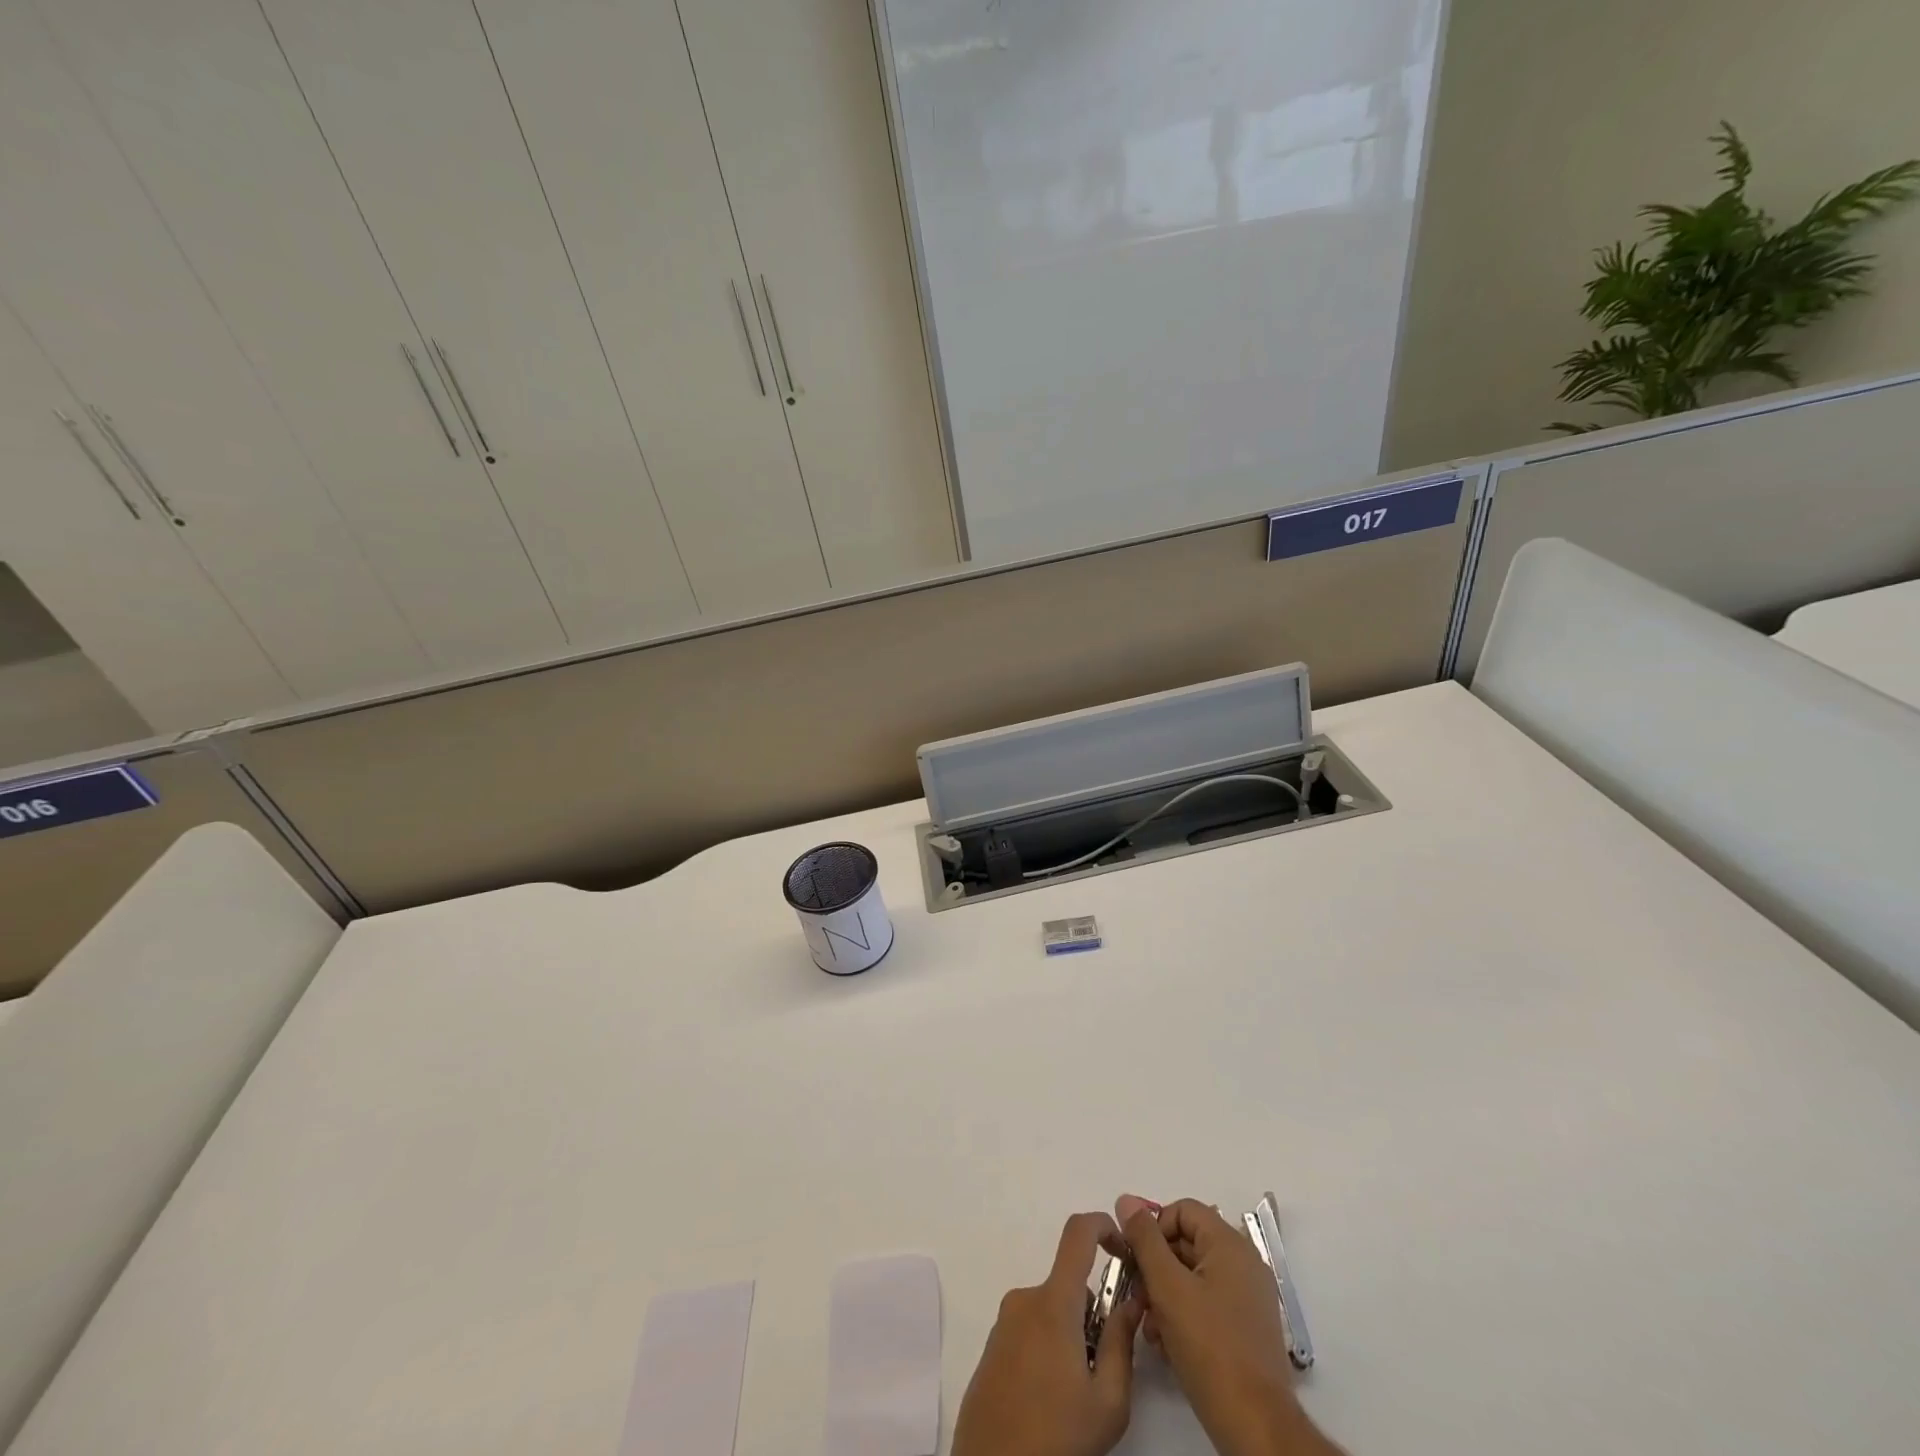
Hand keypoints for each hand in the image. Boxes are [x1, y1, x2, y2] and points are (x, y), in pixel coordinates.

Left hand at [951, 1212, 1142, 1455]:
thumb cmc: (1056, 1438)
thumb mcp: (1108, 1402)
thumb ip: (1122, 1344)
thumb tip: (1130, 1302)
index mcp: (1053, 1302)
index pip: (1078, 1233)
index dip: (1104, 1226)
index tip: (1126, 1251)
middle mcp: (1025, 1299)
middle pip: (1069, 1285)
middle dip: (1093, 1315)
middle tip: (1103, 1369)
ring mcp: (1004, 1322)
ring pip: (1052, 1312)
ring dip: (1070, 1337)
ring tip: (1076, 1395)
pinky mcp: (992, 1347)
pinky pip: (1030, 1331)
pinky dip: (1048, 1350)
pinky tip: (1050, 1402)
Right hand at [1118, 1197, 1342, 1455]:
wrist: (1257, 1427)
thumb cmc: (1209, 1348)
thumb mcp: (1167, 1287)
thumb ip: (1144, 1239)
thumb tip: (1125, 1200)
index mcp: (1229, 1244)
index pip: (1182, 1210)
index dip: (1154, 1228)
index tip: (1135, 1259)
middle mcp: (1244, 1263)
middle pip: (1187, 1242)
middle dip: (1156, 1265)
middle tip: (1137, 1295)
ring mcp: (1249, 1297)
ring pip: (1194, 1276)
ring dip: (1165, 1294)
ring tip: (1149, 1326)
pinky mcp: (1247, 1328)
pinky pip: (1208, 1303)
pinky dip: (1184, 1313)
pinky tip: (1167, 1343)